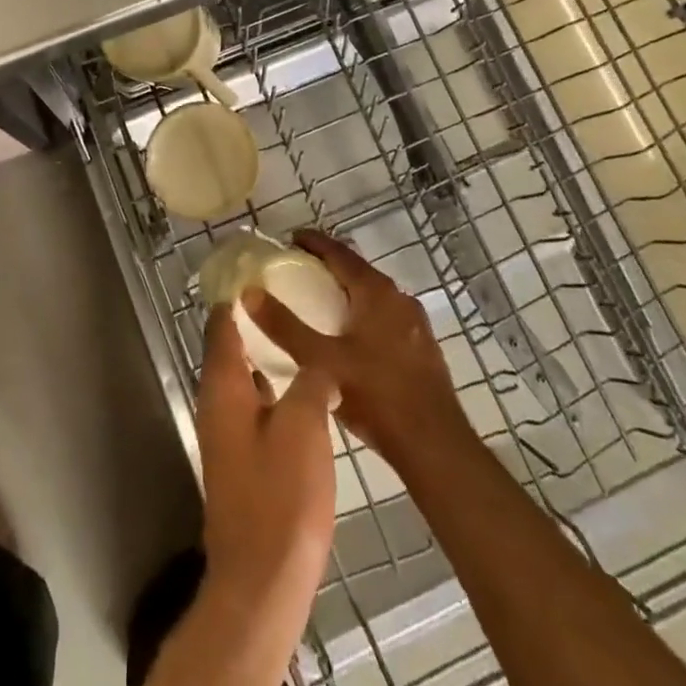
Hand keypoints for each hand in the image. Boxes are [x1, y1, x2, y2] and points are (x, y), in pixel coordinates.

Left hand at [195, 304, 336, 617]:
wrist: (262, 580)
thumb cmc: (280, 496)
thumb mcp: (304, 426)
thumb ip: (310, 383)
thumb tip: (319, 367)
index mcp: (223, 385)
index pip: (221, 323)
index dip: (236, 294)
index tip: (258, 270)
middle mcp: (215, 403)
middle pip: (228, 348)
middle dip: (253, 322)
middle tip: (288, 299)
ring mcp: (225, 435)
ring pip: (242, 380)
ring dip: (264, 357)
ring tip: (300, 339)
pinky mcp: (240, 461)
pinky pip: (253, 407)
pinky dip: (271, 390)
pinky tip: (302, 394)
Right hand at [245, 231, 474, 470]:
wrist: (435, 446)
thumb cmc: (376, 395)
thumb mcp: (321, 361)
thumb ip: (284, 326)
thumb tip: (249, 292)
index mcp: (376, 291)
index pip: (339, 252)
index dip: (313, 242)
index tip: (289, 239)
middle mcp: (398, 298)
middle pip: (357, 271)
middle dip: (328, 266)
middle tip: (297, 271)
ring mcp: (414, 323)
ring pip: (373, 295)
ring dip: (346, 292)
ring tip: (318, 303)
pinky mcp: (422, 348)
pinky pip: (385, 317)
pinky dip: (362, 314)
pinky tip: (349, 337)